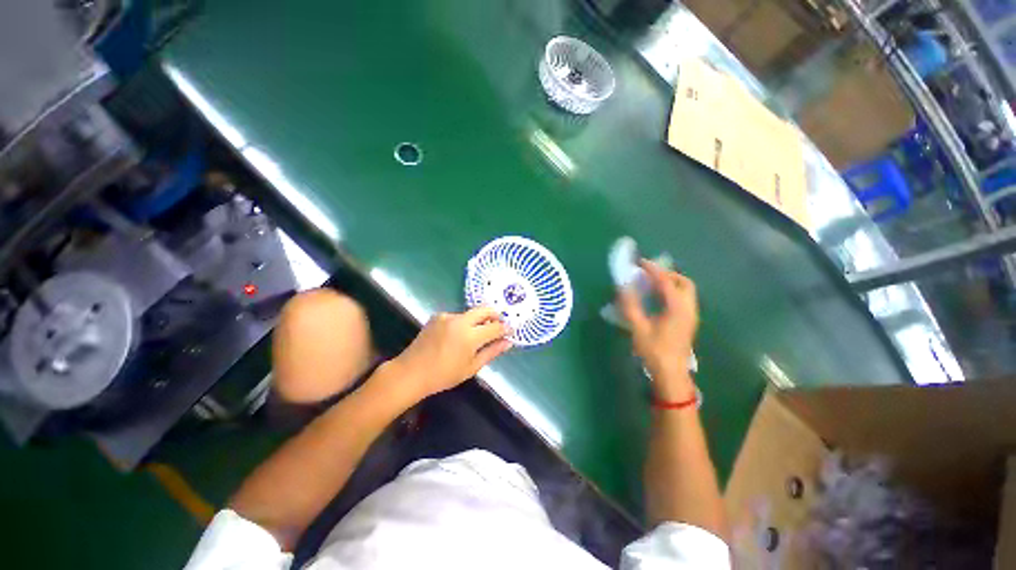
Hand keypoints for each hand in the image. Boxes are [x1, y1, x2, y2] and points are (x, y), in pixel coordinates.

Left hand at [385, 307, 511, 401]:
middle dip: (495, 315)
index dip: (505, 328)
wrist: (411, 372)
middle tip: (499, 324)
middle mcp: (460, 320)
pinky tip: (458, 335)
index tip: (510, 331)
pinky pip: (458, 316)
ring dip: (478, 320)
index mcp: (470, 336)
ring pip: (471, 313)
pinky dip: (463, 322)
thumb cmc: (444, 375)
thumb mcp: (471, 367)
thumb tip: (508, 342)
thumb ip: (492, 352)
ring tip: (477, 334)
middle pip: (485, 309)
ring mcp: (448, 316)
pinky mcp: (438, 315)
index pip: (495, 326)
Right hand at [618, 260, 698, 400]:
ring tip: (651, 284)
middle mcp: (688, 309)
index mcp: (677, 309)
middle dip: (667, 274)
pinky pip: (683, 299)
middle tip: (648, 273)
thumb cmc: (654, 351)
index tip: (640, 262)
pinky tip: (658, 299)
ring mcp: (691, 316)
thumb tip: (623, 287)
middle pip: (683, 282)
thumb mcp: (639, 328)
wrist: (671, 374)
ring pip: (686, 291)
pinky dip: (672, 292)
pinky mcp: (688, 322)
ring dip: (671, 282)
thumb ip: (631, 306)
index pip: (666, 282)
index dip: (653, 270)